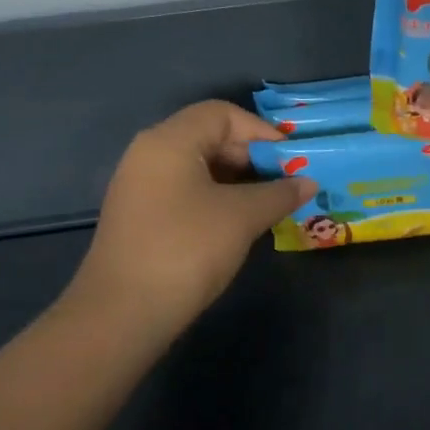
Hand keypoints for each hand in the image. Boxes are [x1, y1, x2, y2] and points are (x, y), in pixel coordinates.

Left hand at [58, 101, 316, 351]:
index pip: (222, 114)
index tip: (291, 159)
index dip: (261, 131)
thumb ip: (280, 193)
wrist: (121, 315)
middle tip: (285, 183)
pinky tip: (238, 223)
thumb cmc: (186, 249)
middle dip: (252, 156)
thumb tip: (308, 183)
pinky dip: (216, 197)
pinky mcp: (139, 216)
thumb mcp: (243, 216)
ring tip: (269, 204)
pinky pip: (185, 190)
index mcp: (170, 141)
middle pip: (209, 136)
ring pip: (198, 166)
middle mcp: (149, 153)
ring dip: (237, 180)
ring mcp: (140, 186)